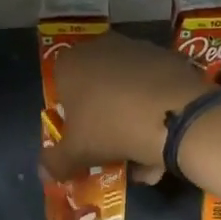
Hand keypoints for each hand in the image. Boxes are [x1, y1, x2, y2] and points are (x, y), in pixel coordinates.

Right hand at [40, 31, 208, 181]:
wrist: (175, 116)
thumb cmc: (111, 128)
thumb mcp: (76, 153)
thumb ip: (55, 162)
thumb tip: (45, 172)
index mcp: (71, 63)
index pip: (61, 87)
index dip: (71, 117)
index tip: (83, 139)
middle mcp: (102, 47)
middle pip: (97, 88)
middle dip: (104, 118)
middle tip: (113, 147)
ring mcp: (139, 49)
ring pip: (129, 90)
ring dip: (132, 119)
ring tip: (144, 154)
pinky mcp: (170, 58)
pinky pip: (155, 89)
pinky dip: (157, 111)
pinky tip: (165, 141)